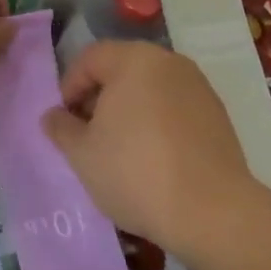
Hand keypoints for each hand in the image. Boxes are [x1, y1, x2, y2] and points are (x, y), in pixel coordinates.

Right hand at [42, 41, 263, 260]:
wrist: (211, 211)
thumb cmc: (135, 172)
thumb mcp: (82, 153)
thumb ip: (61, 127)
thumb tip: (53, 115)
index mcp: (134, 60)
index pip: (90, 58)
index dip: (69, 86)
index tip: (64, 121)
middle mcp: (170, 62)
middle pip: (122, 69)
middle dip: (99, 97)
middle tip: (87, 134)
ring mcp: (198, 87)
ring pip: (150, 89)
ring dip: (129, 110)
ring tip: (118, 148)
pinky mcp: (217, 114)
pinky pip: (175, 107)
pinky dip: (157, 122)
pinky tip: (152, 157)